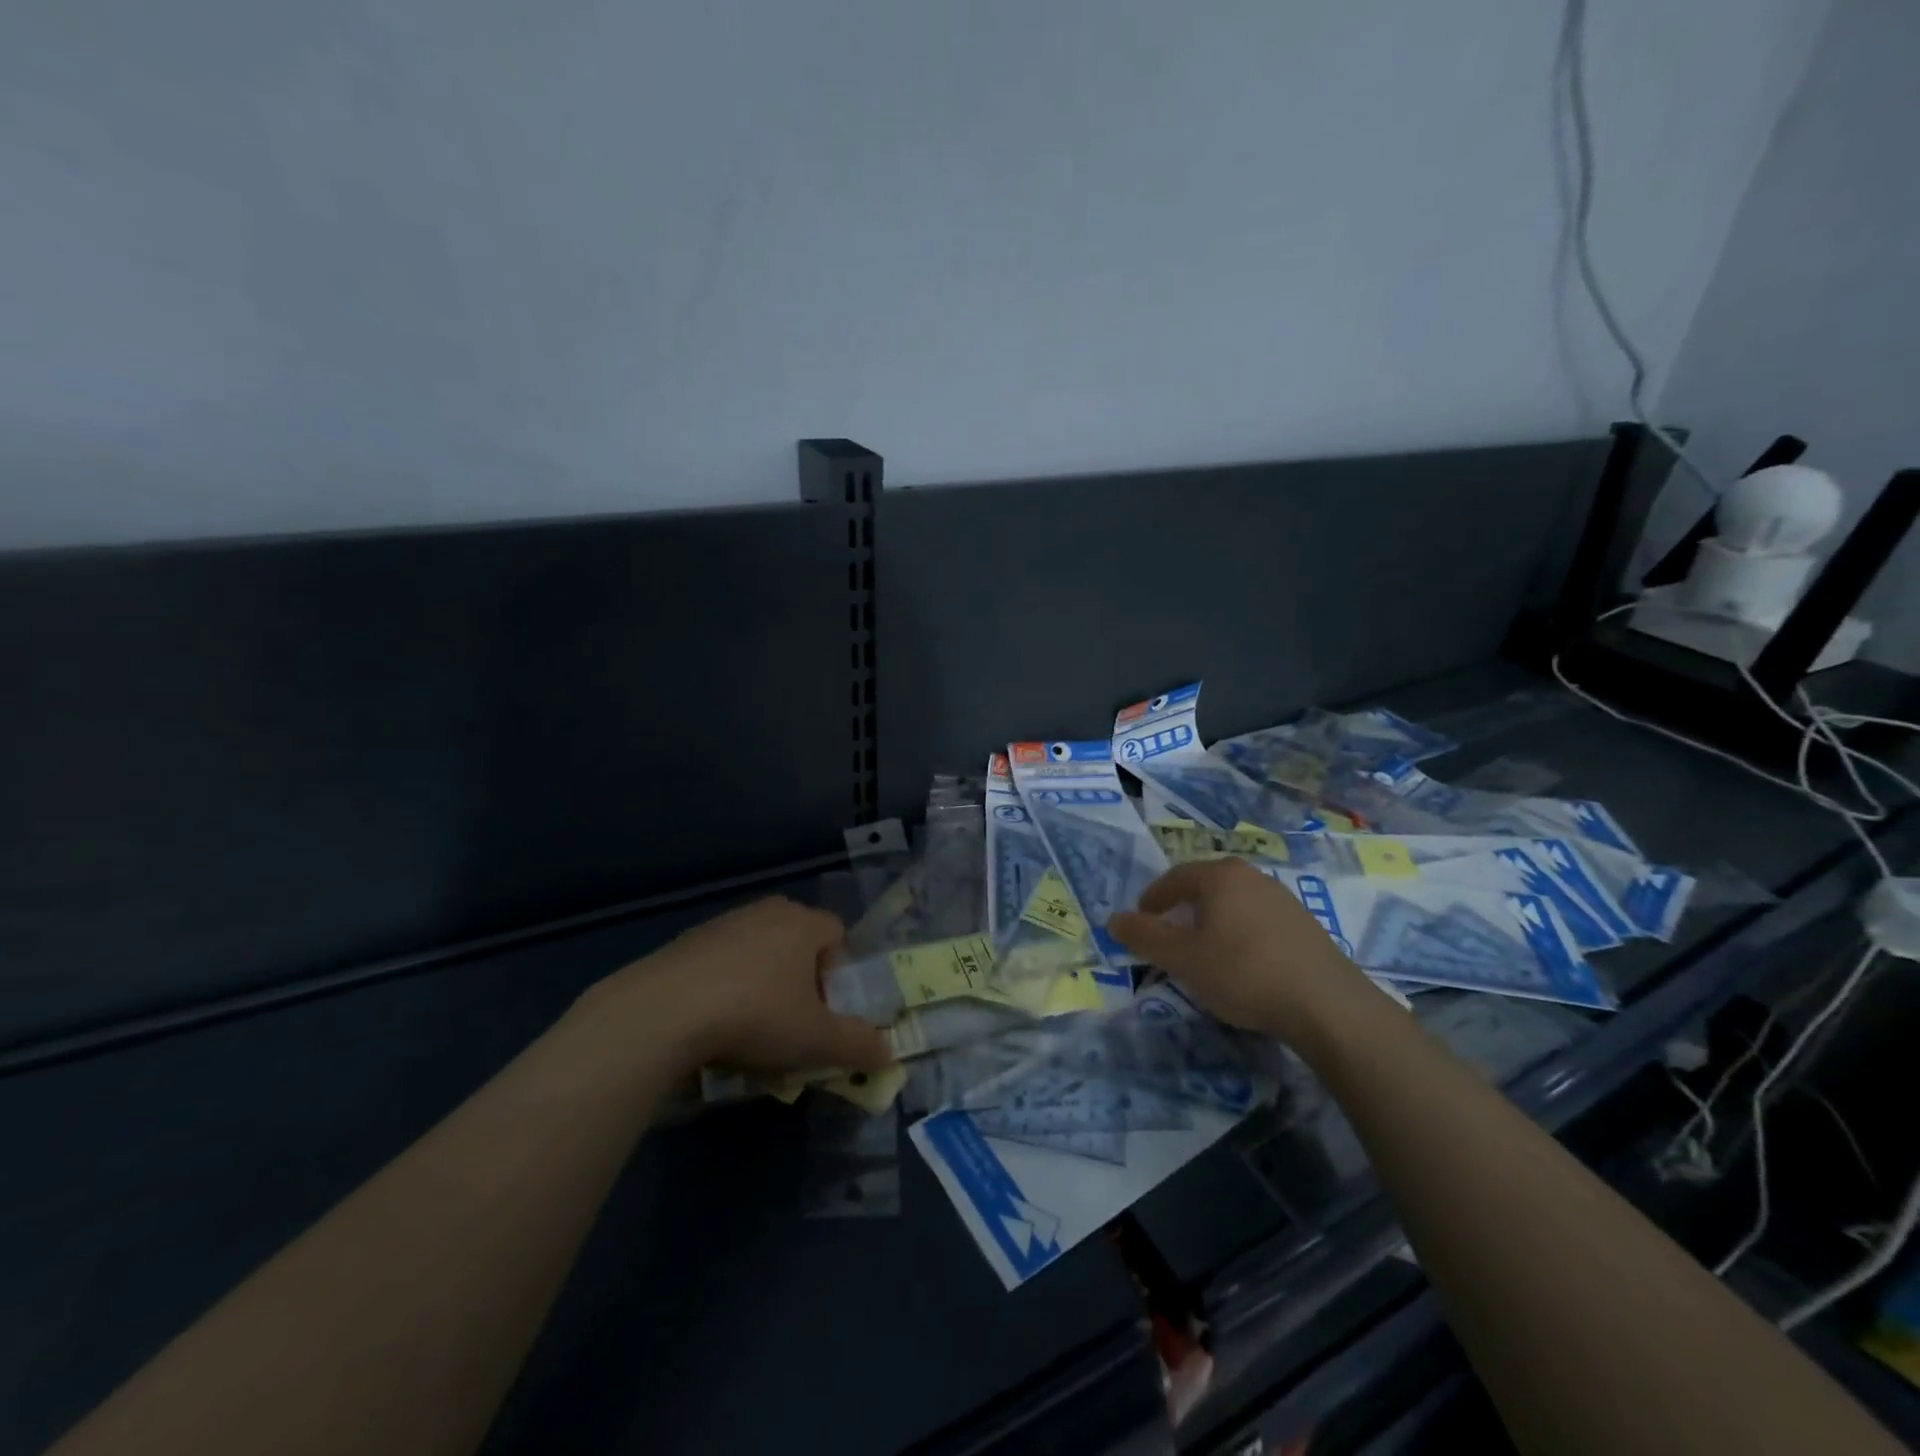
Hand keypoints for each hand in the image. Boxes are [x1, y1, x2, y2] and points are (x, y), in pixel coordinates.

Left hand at [596, 897, 892, 1073]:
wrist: (663, 1012)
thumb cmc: (756, 1015)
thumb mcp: (817, 1040)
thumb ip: (858, 1045)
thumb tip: (888, 1052)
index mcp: (803, 922)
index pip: (837, 934)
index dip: (839, 973)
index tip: (825, 1010)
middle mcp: (767, 912)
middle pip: (798, 942)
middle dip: (800, 979)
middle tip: (792, 1022)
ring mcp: (723, 923)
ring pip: (758, 952)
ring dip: (761, 984)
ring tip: (748, 1030)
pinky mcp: (686, 942)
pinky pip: (720, 962)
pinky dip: (724, 987)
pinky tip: (710, 1025)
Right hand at [1108, 859, 1378, 1041]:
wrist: (1327, 1005)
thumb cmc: (1243, 973)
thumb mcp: (1182, 959)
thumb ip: (1144, 937)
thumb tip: (1114, 920)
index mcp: (1219, 876)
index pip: (1173, 878)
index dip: (1151, 901)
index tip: (1140, 924)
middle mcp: (1251, 876)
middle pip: (1204, 886)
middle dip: (1181, 909)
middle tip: (1168, 937)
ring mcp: (1282, 898)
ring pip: (1233, 903)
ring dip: (1211, 922)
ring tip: (1204, 953)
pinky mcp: (1305, 924)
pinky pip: (1257, 920)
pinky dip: (1239, 934)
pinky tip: (1243, 964)